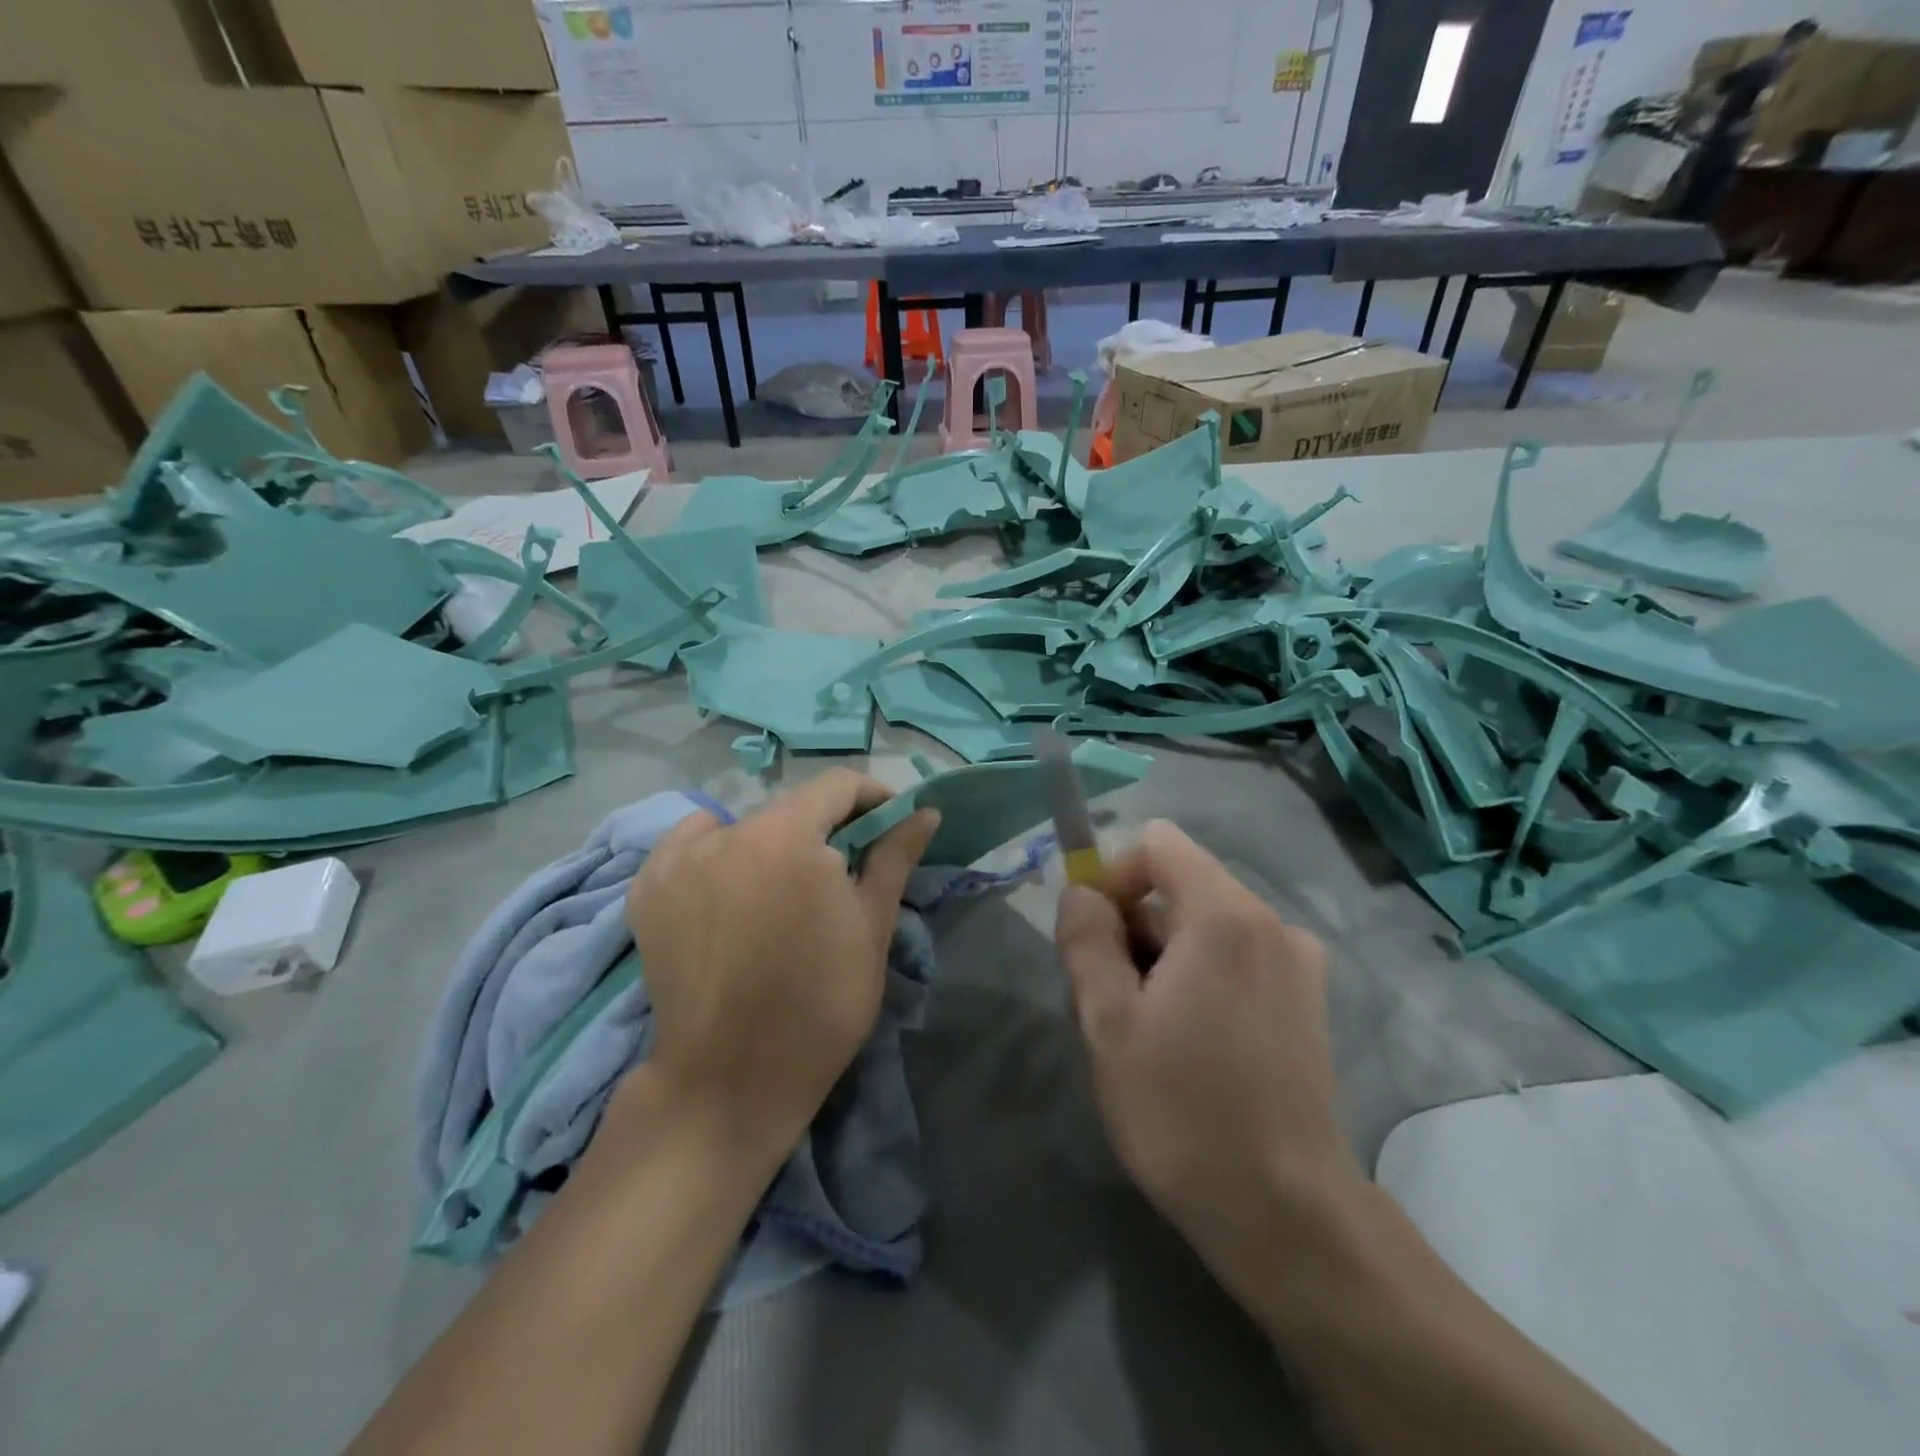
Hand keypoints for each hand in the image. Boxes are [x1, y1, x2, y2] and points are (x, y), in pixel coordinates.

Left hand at [624, 770, 938, 1156]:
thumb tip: (925, 812)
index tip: (889, 826)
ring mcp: (678, 859)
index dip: (872, 798)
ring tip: (782, 893)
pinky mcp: (648, 889)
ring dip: (772, 845)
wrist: (732, 1080)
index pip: (837, 785)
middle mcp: (727, 832)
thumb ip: (895, 856)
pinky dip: (718, 854)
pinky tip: (728, 893)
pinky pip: (692, 846)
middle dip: (823, 831)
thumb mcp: (872, 925)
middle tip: (842, 874)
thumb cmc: (820, 1002)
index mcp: (787, 835)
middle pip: (789, 809)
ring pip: (742, 828)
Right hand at [1054, 821, 1361, 1263]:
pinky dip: (1201, 978)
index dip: (1115, 875)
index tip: (1094, 936)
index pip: (1159, 843)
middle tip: (1113, 1003)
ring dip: (1164, 959)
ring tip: (1149, 1035)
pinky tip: (1191, 1046)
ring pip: (1205, 926)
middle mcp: (1272, 922)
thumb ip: (1086, 938)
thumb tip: (1080, 891)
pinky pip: (1236, 957)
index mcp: (1226, 916)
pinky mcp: (1308, 999)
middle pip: (1180, 887)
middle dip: (1135, 928)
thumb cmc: (1183, 1112)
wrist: (1284, 1214)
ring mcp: (1299, 962)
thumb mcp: (1107, 1022)